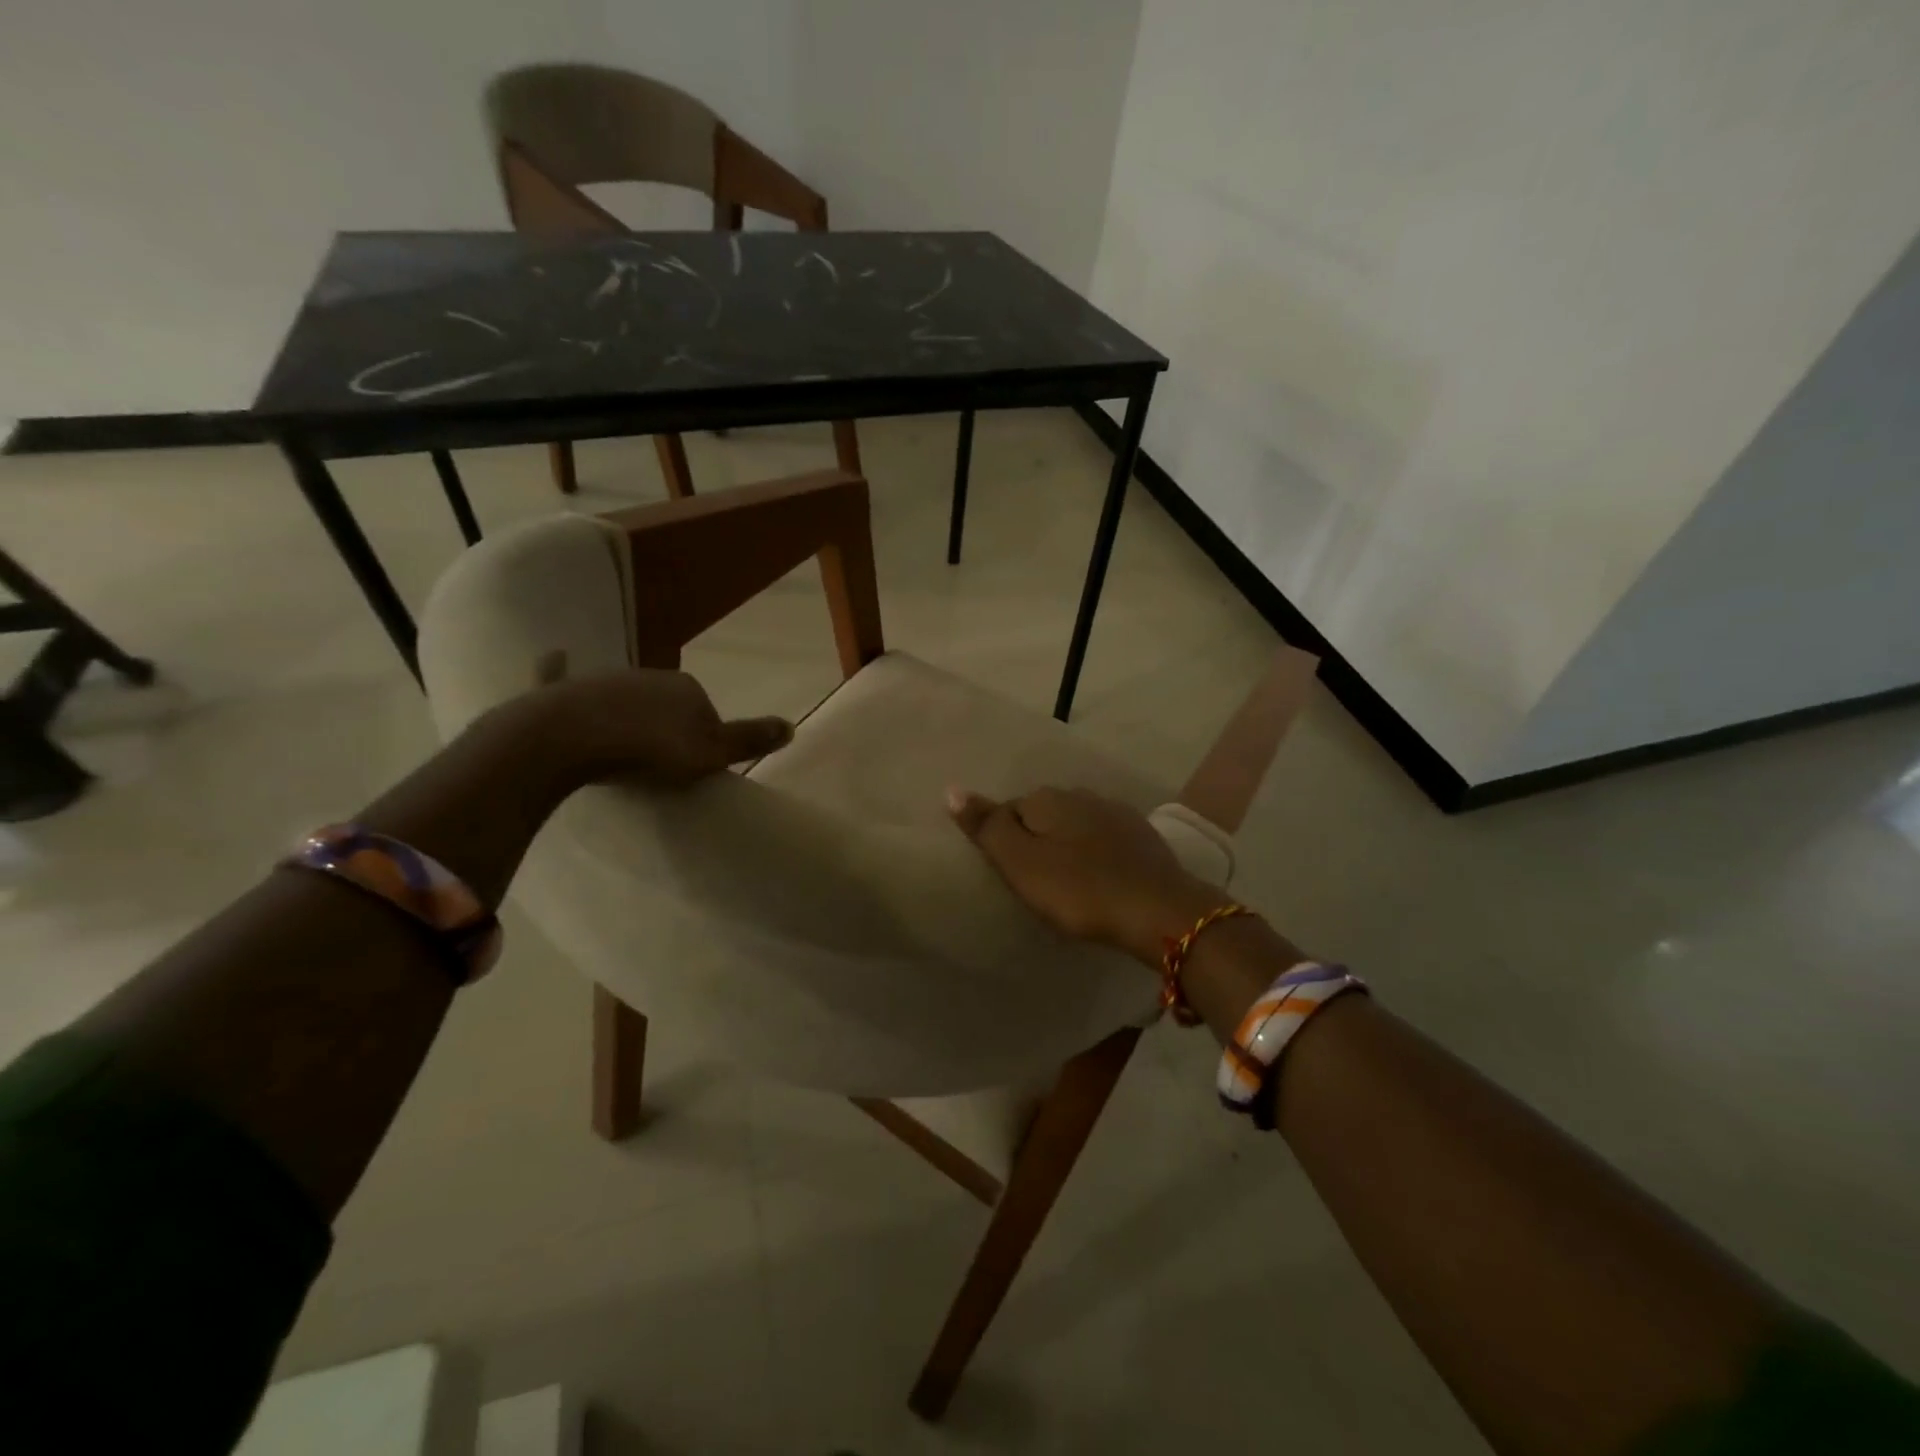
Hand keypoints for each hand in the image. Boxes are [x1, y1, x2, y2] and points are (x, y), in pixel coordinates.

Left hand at [498, 666, 791, 788]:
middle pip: (665, 704)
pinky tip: (554, 656)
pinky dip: (559, 668)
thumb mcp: (710, 753)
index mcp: (687, 687)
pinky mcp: (563, 689)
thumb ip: (749, 739)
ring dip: (625, 715)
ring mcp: (604, 679)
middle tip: (657, 763)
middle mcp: (649, 675)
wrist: (573, 738)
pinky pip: (563, 676)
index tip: (691, 766)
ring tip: (618, 751)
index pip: (705, 711)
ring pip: (623, 697)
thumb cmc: (649, 750)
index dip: (702, 738)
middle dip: (665, 726)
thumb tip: (793, 726)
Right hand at [947, 785, 1225, 965]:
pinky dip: (1096, 853)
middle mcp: (1080, 794)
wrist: (1157, 909)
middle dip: (1036, 840)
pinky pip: (1104, 838)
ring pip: (1076, 824)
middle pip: (1043, 814)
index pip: (1008, 810)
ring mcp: (1115, 811)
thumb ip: (987, 826)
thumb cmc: (1079, 890)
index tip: (1011, 875)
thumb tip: (952, 789)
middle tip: (1037, 882)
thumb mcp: (1021, 863)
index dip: (1003, 842)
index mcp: (1047, 798)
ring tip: (1068, 882)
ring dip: (1068, 845)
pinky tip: (1100, 877)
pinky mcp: (1142, 835)